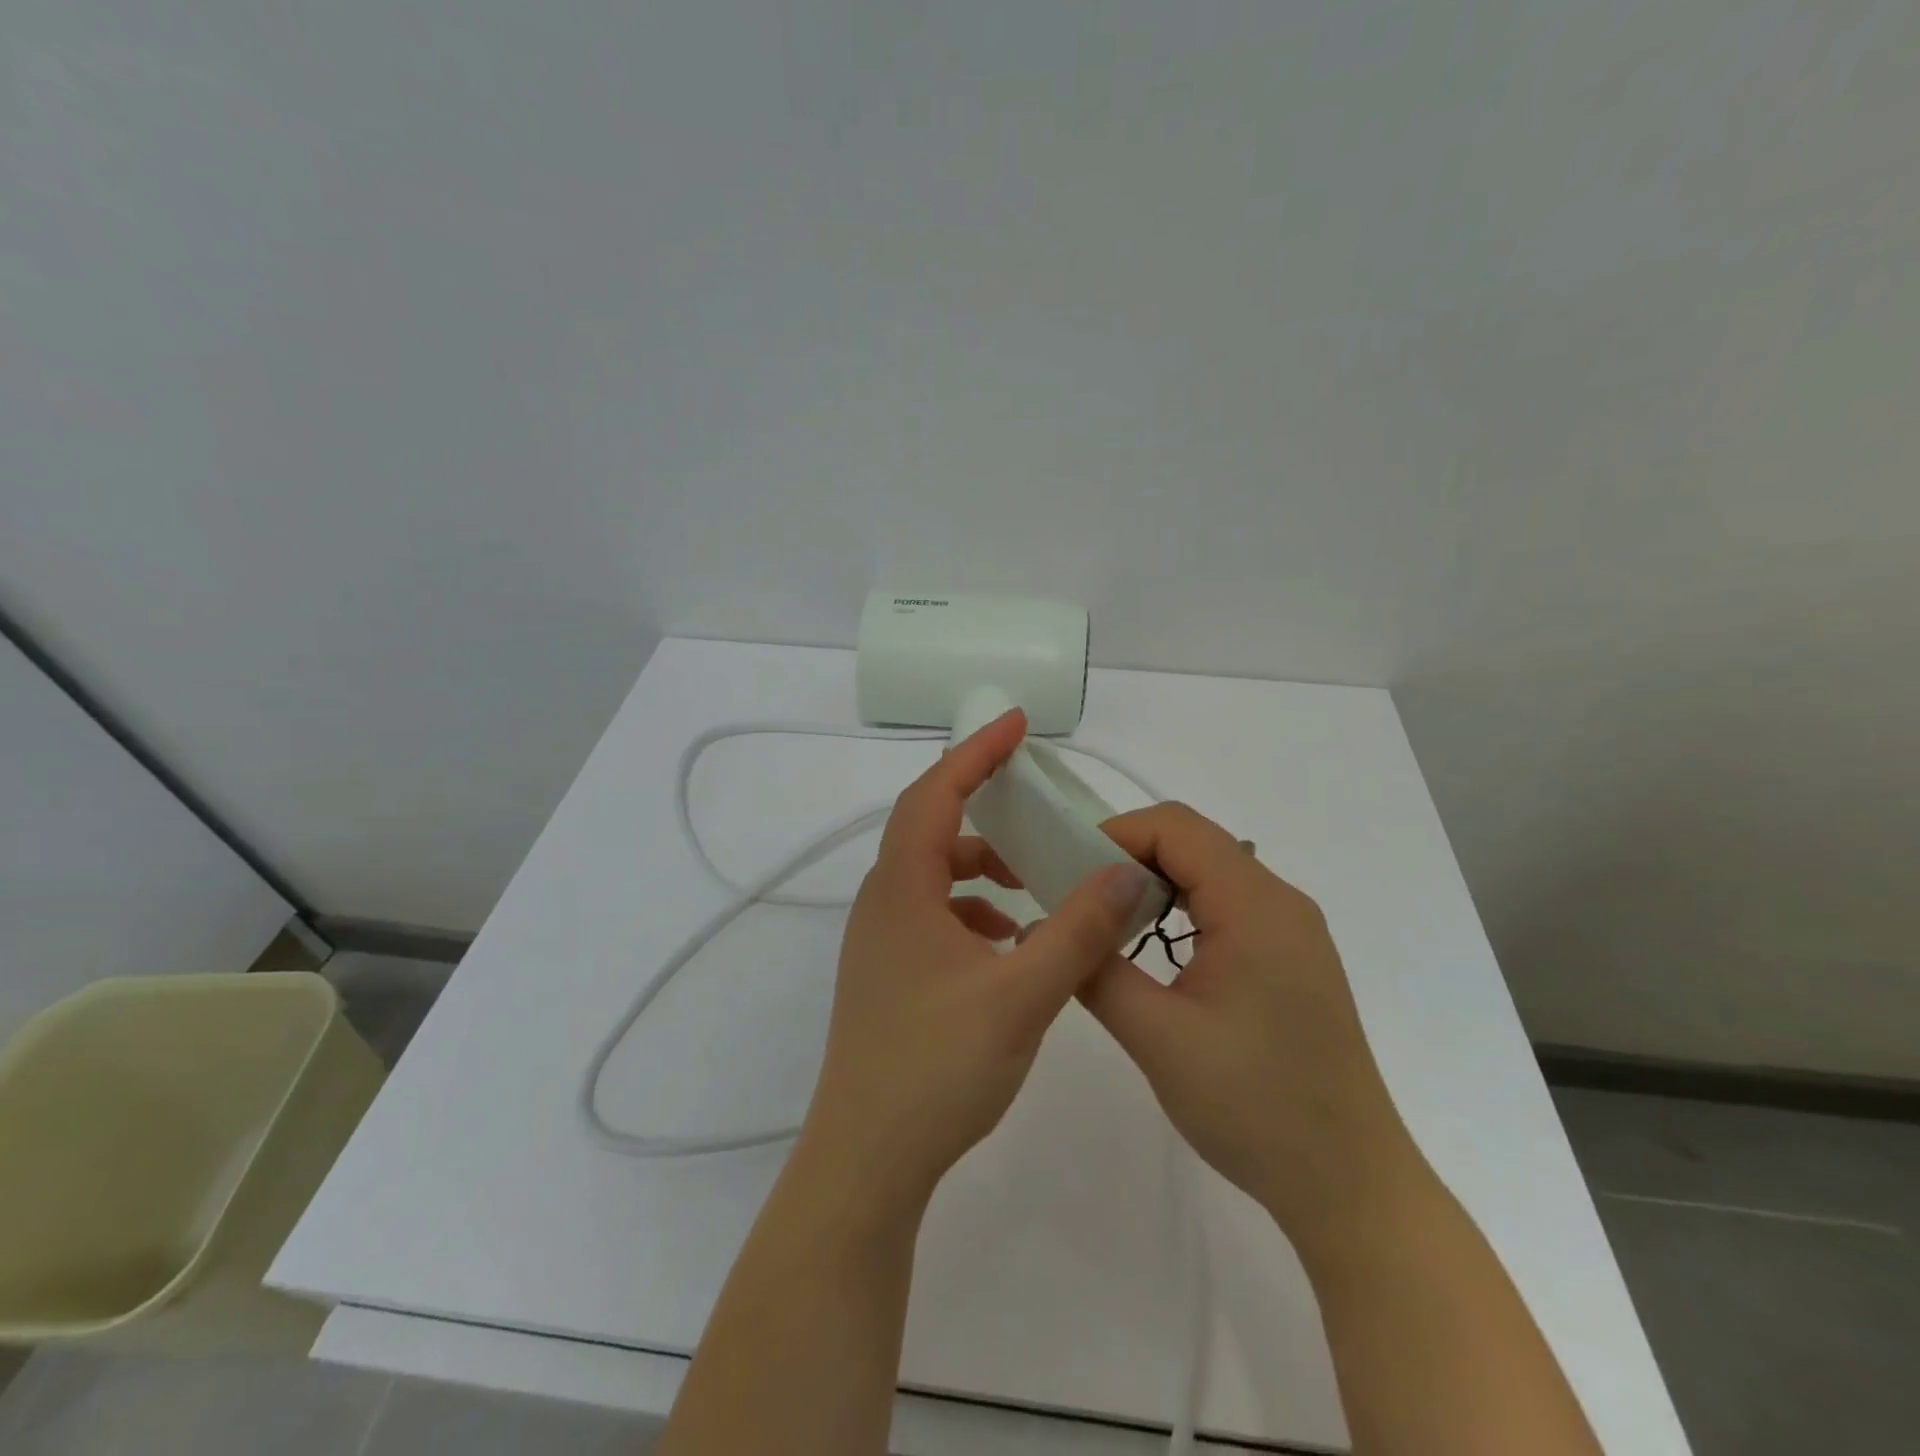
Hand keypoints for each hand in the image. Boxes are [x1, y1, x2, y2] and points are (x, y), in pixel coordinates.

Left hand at [798, 708, 1163, 1216]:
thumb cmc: (936, 1068)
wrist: (867, 1160)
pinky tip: (1009, 943)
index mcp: (902, 889)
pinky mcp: (889, 975)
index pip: (935, 792)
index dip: (975, 752)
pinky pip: (933, 916)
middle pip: (931, 828)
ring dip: (981, 867)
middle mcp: (883, 903)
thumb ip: (1077, 931)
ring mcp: (881, 941)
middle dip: (983, 805)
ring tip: (1032, 883)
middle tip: (1034, 801)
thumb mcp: (1022, 995)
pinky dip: (972, 910)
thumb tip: (1125, 873)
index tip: (1015, 723)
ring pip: (933, 876)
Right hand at [1079, 803, 1417, 1251]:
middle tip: (1076, 898)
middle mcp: (1279, 901)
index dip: (1115, 834)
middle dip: (1127, 857)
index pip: (1176, 828)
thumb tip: (1045, 925)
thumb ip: (1096, 970)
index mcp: (1256, 905)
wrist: (1350, 1186)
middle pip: (1193, 842)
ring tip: (1104, 922)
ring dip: (1152, 884)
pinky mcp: (1289, 957)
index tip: (1066, 871)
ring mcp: (1290, 930)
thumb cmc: (1255, 1107)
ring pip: (1209, 872)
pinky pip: (1226, 905)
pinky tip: (1152, 948)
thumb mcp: (1158, 1037)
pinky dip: (1180, 910)